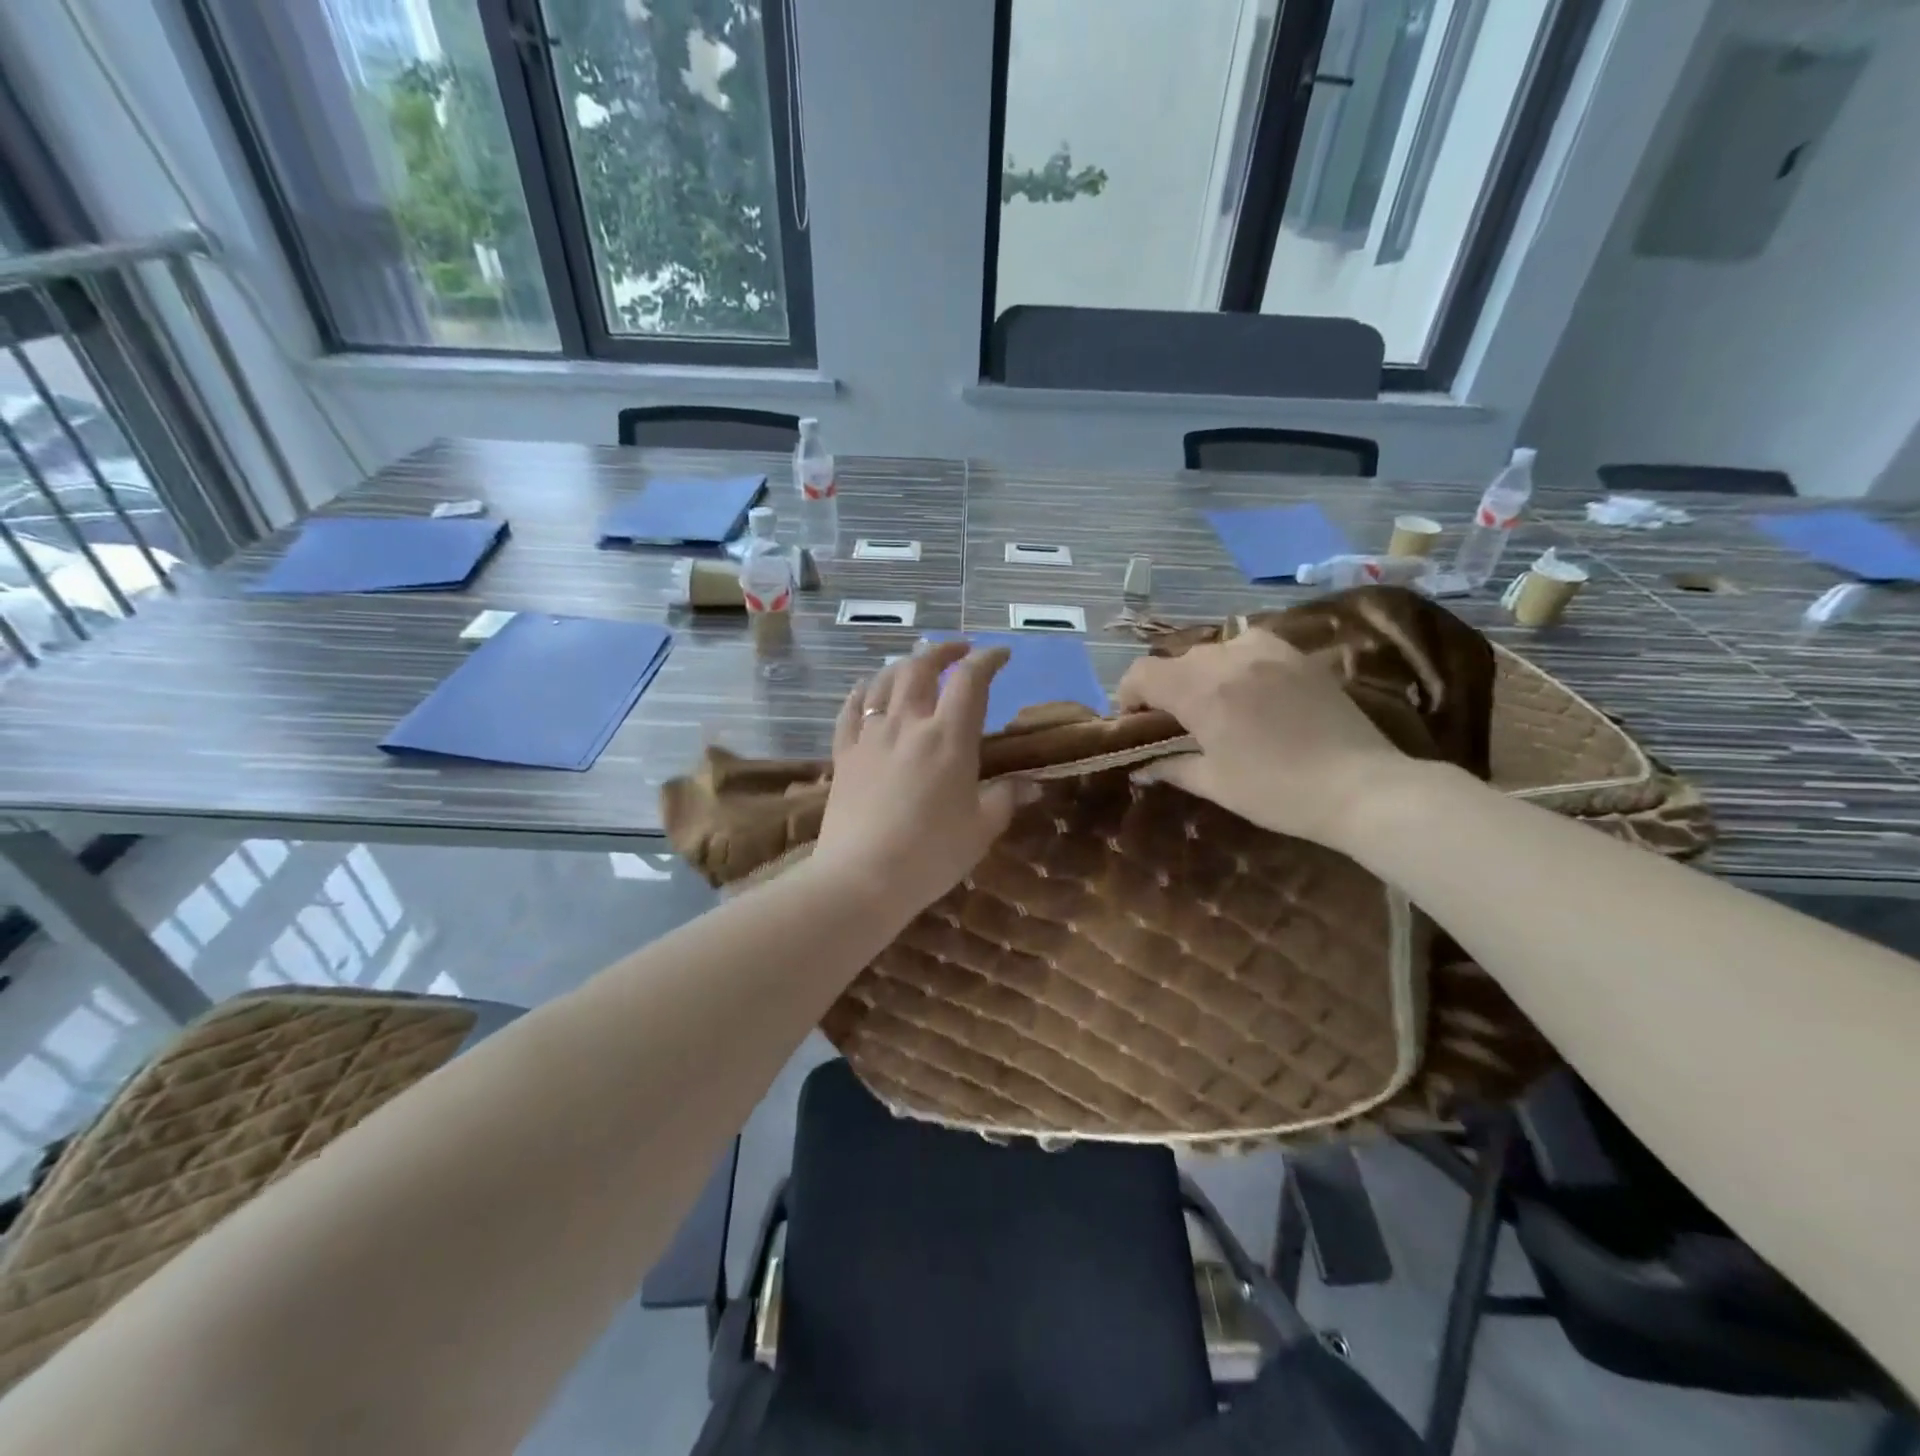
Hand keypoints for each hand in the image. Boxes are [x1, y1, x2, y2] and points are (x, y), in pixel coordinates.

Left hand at [814, 643, 1031, 913]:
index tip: (1001, 655)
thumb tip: (1032, 785)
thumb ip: (1007, 798)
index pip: (971, 680)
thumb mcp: (981, 829)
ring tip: (917, 666)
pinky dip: (863, 691)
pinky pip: (851, 710)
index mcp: (949, 737)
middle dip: (944, 651)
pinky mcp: (844, 754)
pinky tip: (868, 689)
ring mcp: (871, 736)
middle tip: (960, 651)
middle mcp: (908, 723)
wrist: (862, 877)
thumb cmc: (931, 854)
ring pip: (884, 681)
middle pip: (922, 667)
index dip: (988, 659)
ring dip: (904, 665)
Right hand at [1116, 629, 1410, 849]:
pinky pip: (1250, 645)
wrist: (1360, 786)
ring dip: (1201, 672)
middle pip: (1176, 660)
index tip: (1135, 720)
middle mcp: (1228, 659)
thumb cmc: (1277, 791)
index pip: (1143, 673)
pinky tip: (1249, 689)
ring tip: (1214, 702)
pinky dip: (1236, 662)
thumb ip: (1172, 768)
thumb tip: (1142, 768)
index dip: (1129, 694)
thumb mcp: (1215, 784)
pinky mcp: (1296, 655)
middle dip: (1165, 687)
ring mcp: (1267, 651)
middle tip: (1174, 720)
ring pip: (1213, 649)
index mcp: (1201, 690)